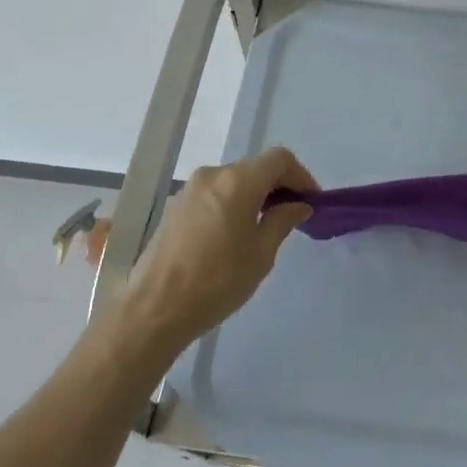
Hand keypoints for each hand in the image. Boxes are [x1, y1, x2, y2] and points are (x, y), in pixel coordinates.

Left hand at [99, 148, 318, 344]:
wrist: (155, 308)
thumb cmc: (217, 280)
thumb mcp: (261, 254)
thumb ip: (282, 221)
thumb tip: (298, 205)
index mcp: (238, 181)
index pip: (279, 159)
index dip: (301, 175)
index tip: (311, 202)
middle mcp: (213, 174)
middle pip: (255, 167)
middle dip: (278, 186)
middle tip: (292, 216)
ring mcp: (190, 189)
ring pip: (233, 181)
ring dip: (254, 195)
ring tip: (264, 227)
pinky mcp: (175, 207)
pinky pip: (214, 194)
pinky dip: (232, 203)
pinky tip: (234, 234)